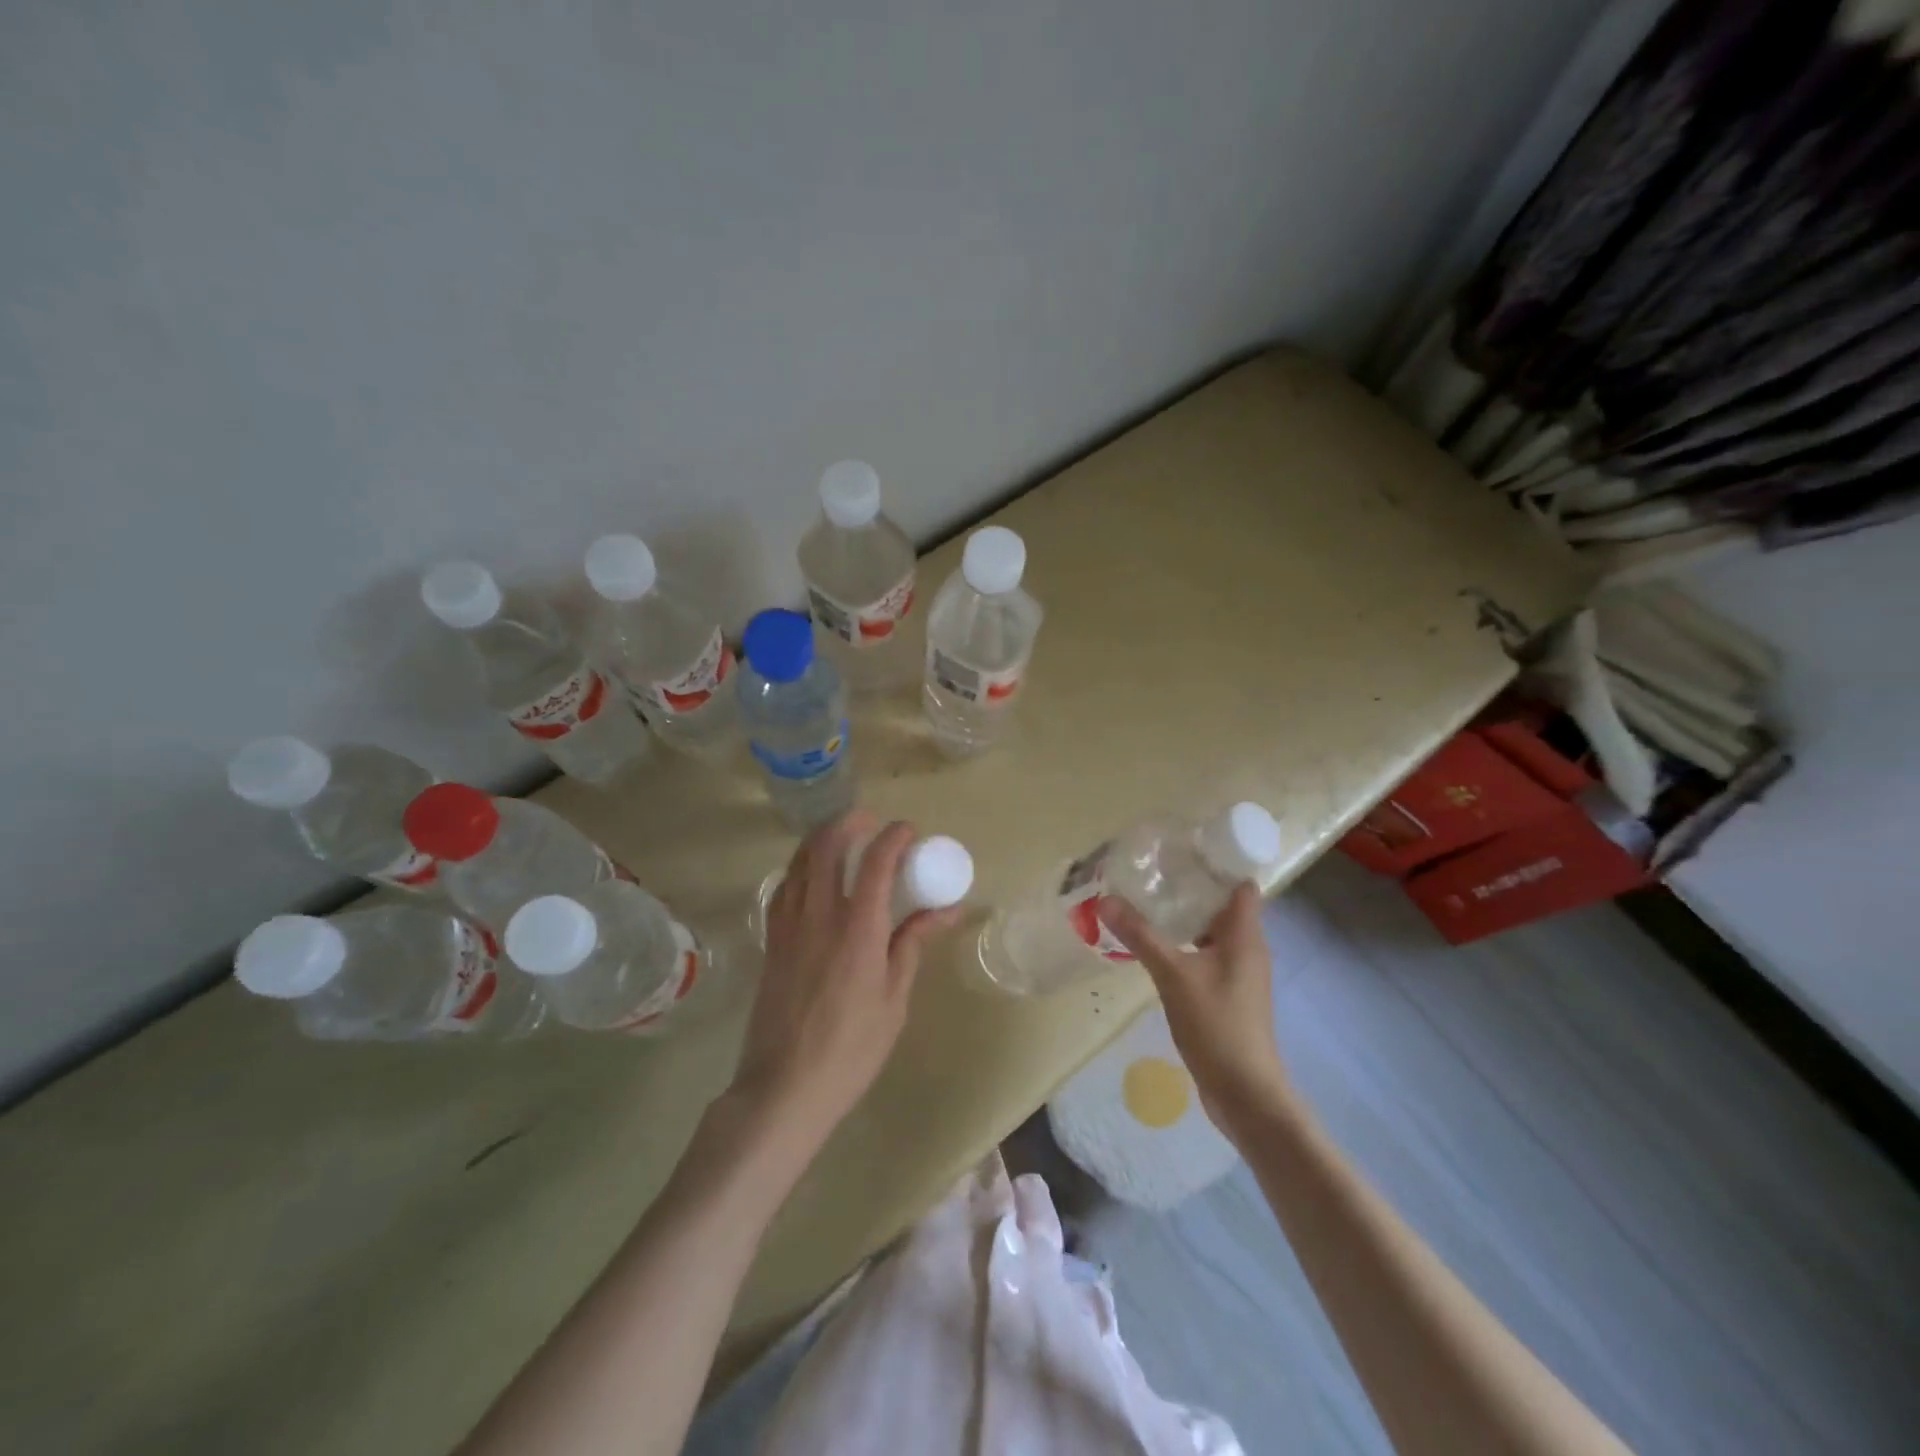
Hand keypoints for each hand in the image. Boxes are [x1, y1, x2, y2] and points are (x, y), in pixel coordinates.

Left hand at [730, 811, 962, 1152]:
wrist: (784, 1087)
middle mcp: (819, 915)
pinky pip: (783, 888)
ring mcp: (788, 925)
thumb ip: (913, 944)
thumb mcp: (894, 998)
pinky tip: (812, 879)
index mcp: (857, 928)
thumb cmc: (851, 1048)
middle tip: (871, 823)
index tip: (909, 832)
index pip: (876, 861)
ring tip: (843, 839)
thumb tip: (945, 910)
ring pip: (799, 861)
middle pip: (826, 846)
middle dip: (850, 823)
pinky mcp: (772, 941)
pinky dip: (800, 869)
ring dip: (822, 840)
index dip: (894, 837)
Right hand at [1097, 882, 1290, 1134]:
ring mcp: (1239, 974)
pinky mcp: (1228, 995)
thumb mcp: (1173, 975)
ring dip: (1187, 918)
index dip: (1219, 863)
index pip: (1242, 885)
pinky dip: (1186, 945)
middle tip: (1154, 872)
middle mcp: (1248, 949)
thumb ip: (1141, 935)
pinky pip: (1208, 956)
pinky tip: (1156, 947)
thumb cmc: (1216, 1025)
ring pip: (1214, 933)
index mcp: (1245, 936)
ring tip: (1149, 903)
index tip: (1183, 850)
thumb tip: (1106, 899)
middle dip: (1193, 888)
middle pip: (1225, 906)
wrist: (1244, 1092)